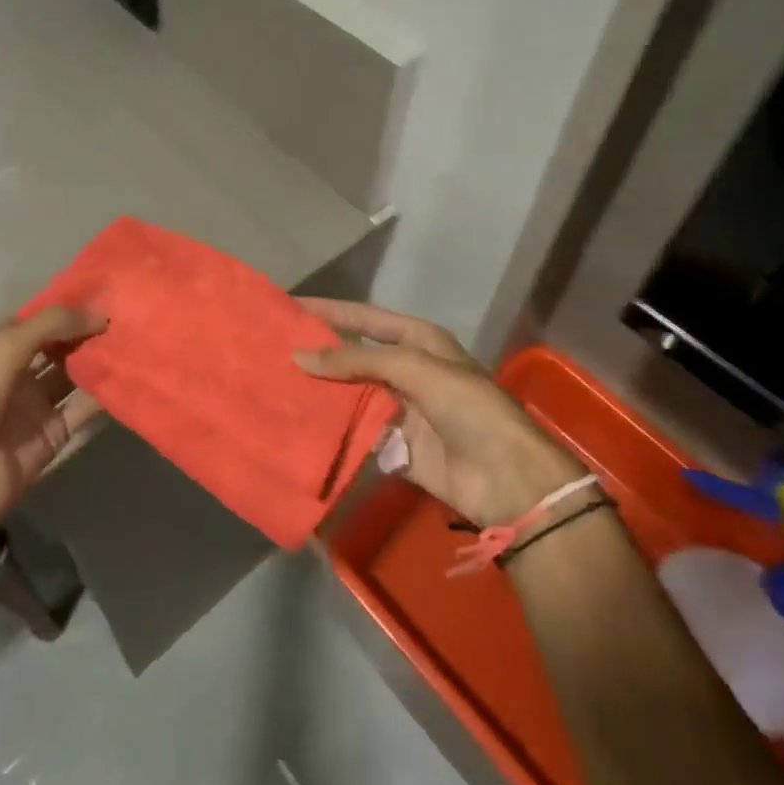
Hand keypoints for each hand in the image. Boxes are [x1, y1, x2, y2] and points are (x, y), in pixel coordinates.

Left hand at [0, 306, 107, 543]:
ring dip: (97, 360)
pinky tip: (128, 376)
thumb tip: (100, 313)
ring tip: (132, 341)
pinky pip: (81, 409)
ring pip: (72, 375)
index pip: (33, 320)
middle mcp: (11, 372)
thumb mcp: (3, 349)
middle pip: (56, 345)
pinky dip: (103, 394)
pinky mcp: (51, 434)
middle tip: (125, 317)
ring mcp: (32, 404)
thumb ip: (50, 325)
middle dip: (85, 332)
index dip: (64, 308)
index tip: (103, 295)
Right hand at [295, 300, 584, 526]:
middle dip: (321, 352)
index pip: (365, 317)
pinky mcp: (397, 446)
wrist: (507, 478)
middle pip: (355, 355)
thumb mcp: (414, 368)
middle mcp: (409, 370)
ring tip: (279, 384)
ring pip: (353, 394)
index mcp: (419, 341)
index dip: (330, 310)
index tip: (290, 306)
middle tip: (276, 348)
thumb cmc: (467, 407)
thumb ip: (357, 359)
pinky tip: (302, 424)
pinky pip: (358, 432)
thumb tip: (300, 356)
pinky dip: (334, 429)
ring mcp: (402, 409)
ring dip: (323, 392)